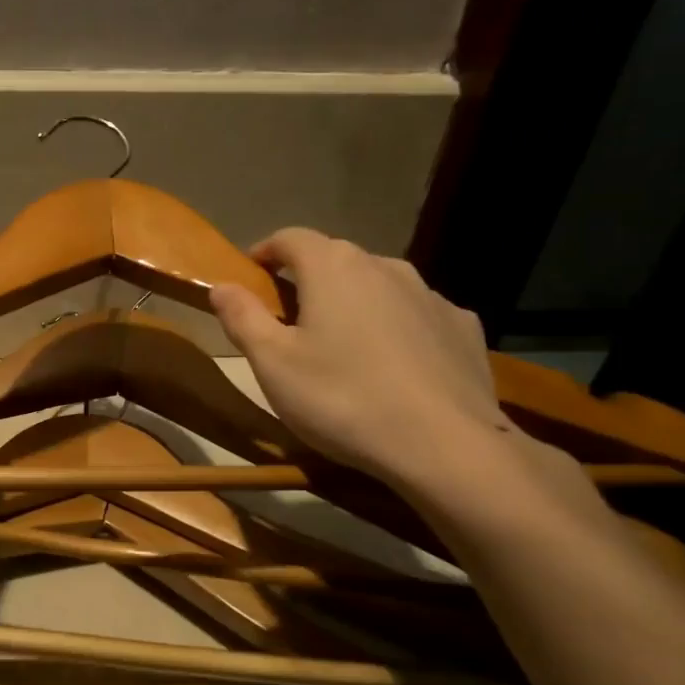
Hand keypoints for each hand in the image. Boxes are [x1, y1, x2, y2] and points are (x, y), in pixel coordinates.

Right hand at [208, 228, 511, 490]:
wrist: (446, 446)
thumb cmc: (343, 399)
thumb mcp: (273, 364)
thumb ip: (242, 318)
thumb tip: (221, 286)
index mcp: (333, 268)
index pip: (290, 238)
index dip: (265, 251)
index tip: (250, 274)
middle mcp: (384, 266)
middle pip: (336, 260)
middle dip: (308, 281)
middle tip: (290, 320)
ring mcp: (430, 295)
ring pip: (378, 287)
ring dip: (354, 303)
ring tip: (343, 346)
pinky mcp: (463, 327)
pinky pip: (416, 316)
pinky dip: (396, 328)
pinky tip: (394, 367)